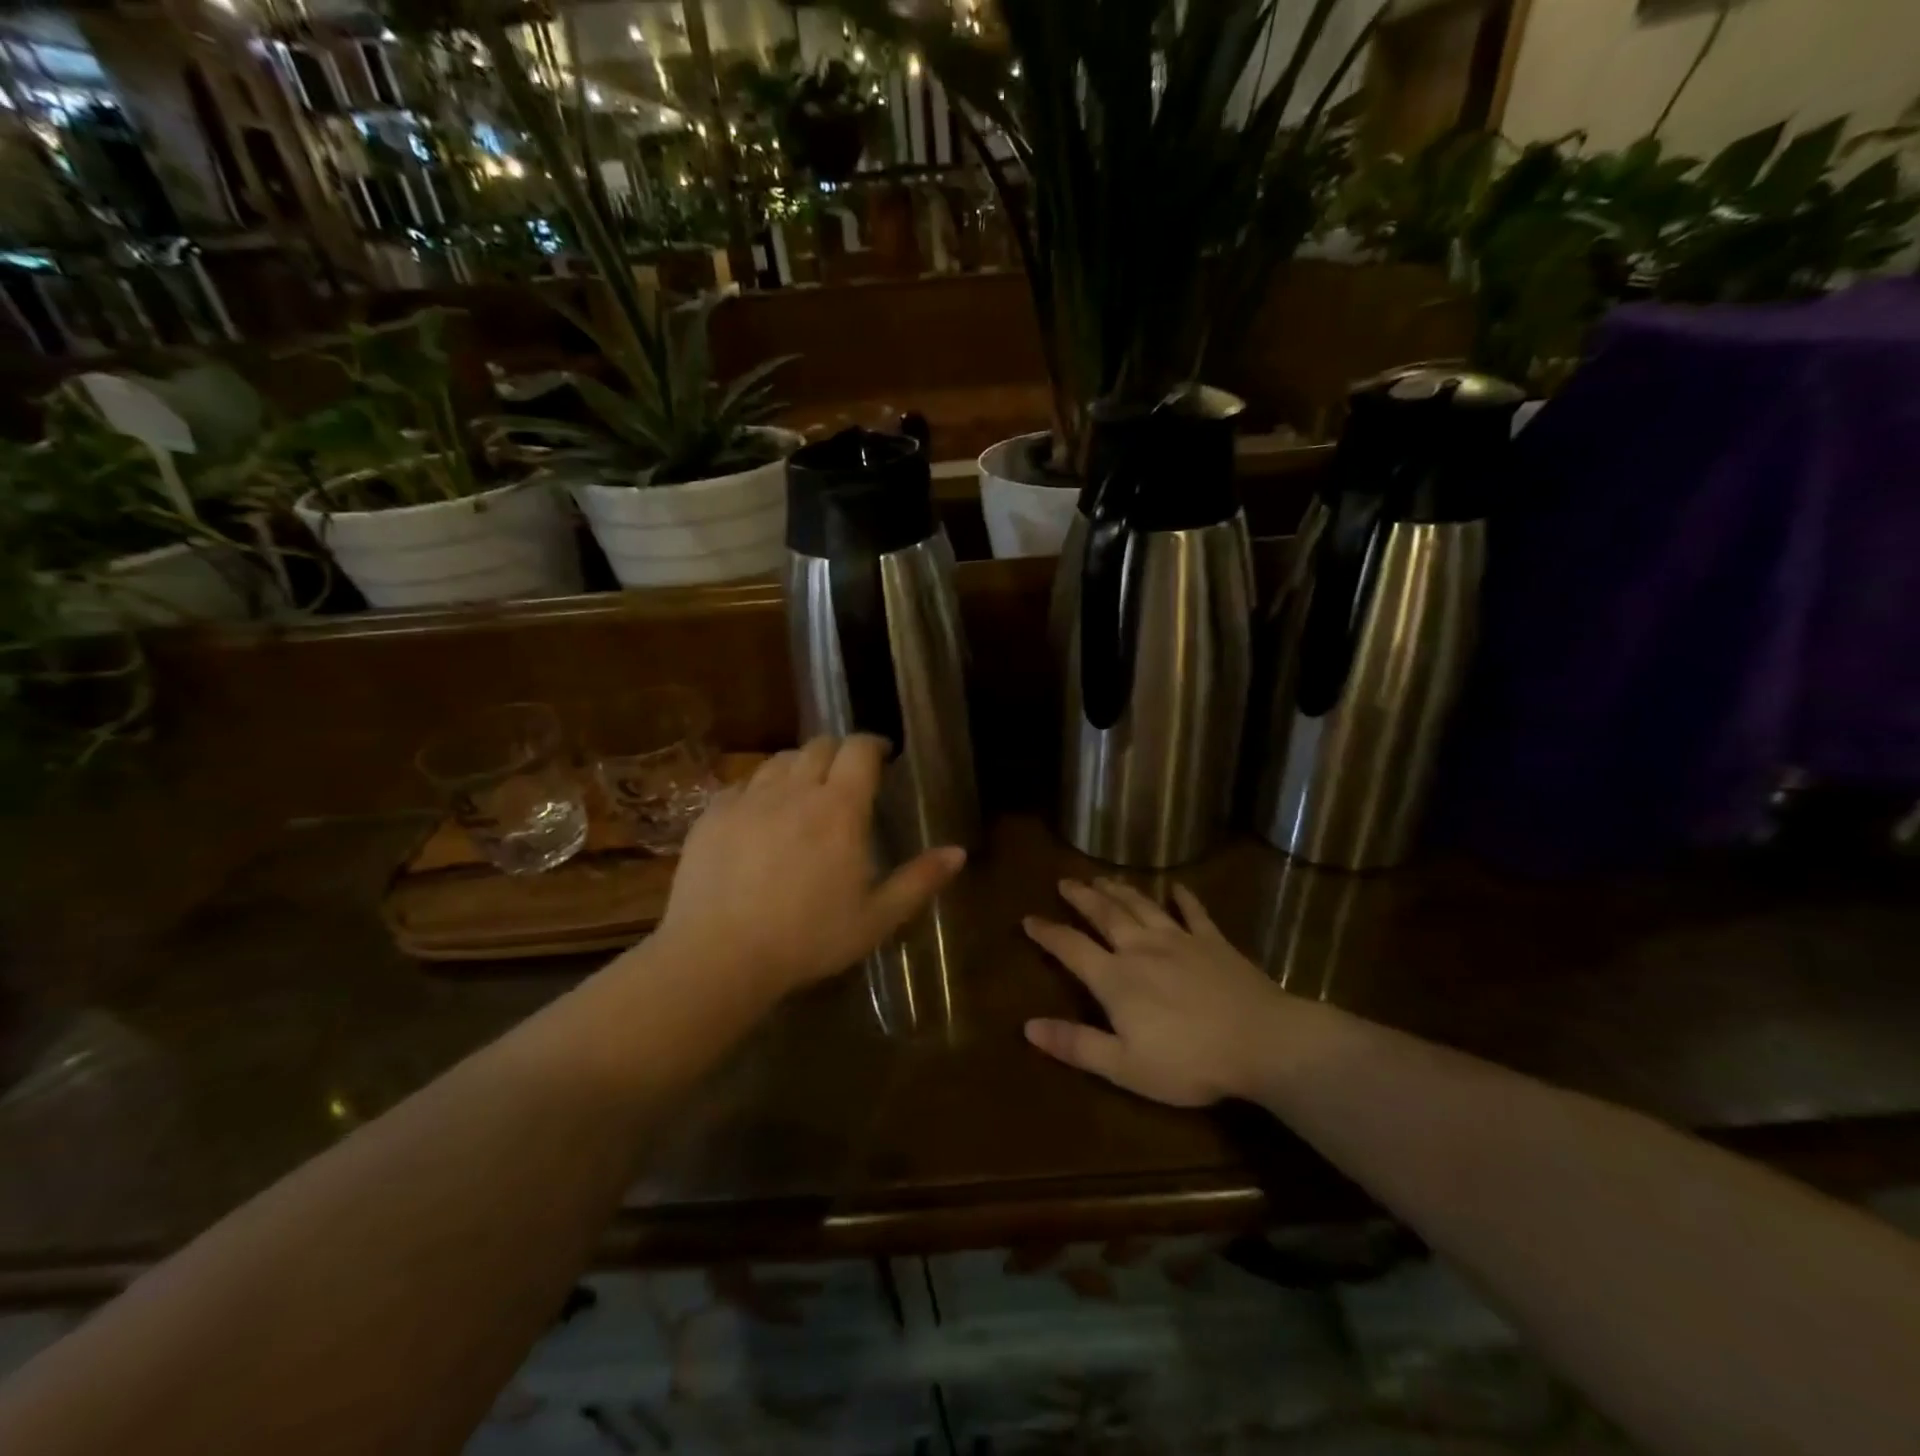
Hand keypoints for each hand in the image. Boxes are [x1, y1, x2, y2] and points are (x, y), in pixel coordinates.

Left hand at [656, 735, 964, 1000]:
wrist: (719, 956)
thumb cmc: (808, 939)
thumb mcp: (876, 918)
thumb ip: (919, 880)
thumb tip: (959, 852)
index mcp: (840, 809)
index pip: (860, 749)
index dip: (874, 745)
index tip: (884, 757)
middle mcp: (795, 790)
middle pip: (820, 745)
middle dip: (839, 752)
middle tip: (847, 779)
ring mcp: (749, 799)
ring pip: (780, 760)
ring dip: (800, 766)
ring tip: (805, 793)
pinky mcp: (713, 814)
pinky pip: (743, 784)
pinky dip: (760, 789)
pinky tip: (761, 817)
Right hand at [1023, 879, 1296, 1106]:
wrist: (1262, 1042)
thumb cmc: (1189, 1061)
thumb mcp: (1125, 1066)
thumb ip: (1076, 1044)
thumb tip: (1028, 1026)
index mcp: (1116, 978)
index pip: (1071, 948)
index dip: (1047, 933)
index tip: (1028, 919)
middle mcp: (1141, 948)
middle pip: (1105, 914)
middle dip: (1082, 897)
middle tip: (1065, 881)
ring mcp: (1180, 940)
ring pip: (1142, 905)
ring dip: (1120, 889)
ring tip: (1103, 877)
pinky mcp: (1213, 941)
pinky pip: (1194, 912)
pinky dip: (1183, 897)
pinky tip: (1177, 887)